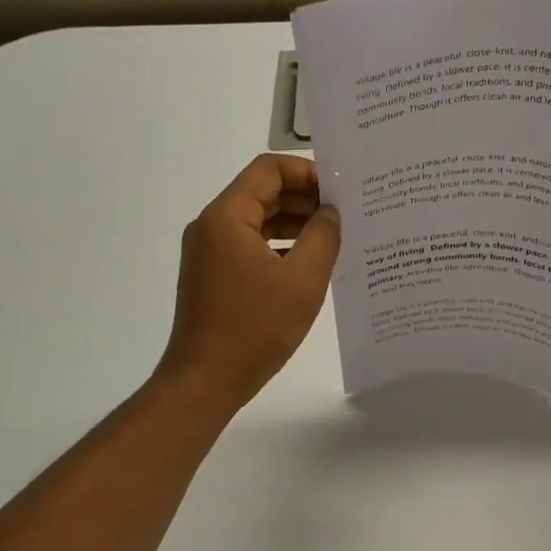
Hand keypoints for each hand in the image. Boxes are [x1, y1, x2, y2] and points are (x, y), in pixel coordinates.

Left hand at [155, 154, 341, 412]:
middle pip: (261, 193)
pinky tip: (309, 264)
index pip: (268, 169)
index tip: (340, 191)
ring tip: (334, 238)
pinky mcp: (212, 276)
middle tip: (345, 214)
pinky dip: (279, 246)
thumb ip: (323, 236)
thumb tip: (331, 211)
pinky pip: (249, 246)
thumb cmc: (255, 328)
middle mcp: (211, 226)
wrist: (205, 381)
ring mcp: (208, 253)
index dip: (307, 172)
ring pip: (256, 221)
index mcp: (227, 217)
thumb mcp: (303, 280)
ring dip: (294, 223)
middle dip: (304, 198)